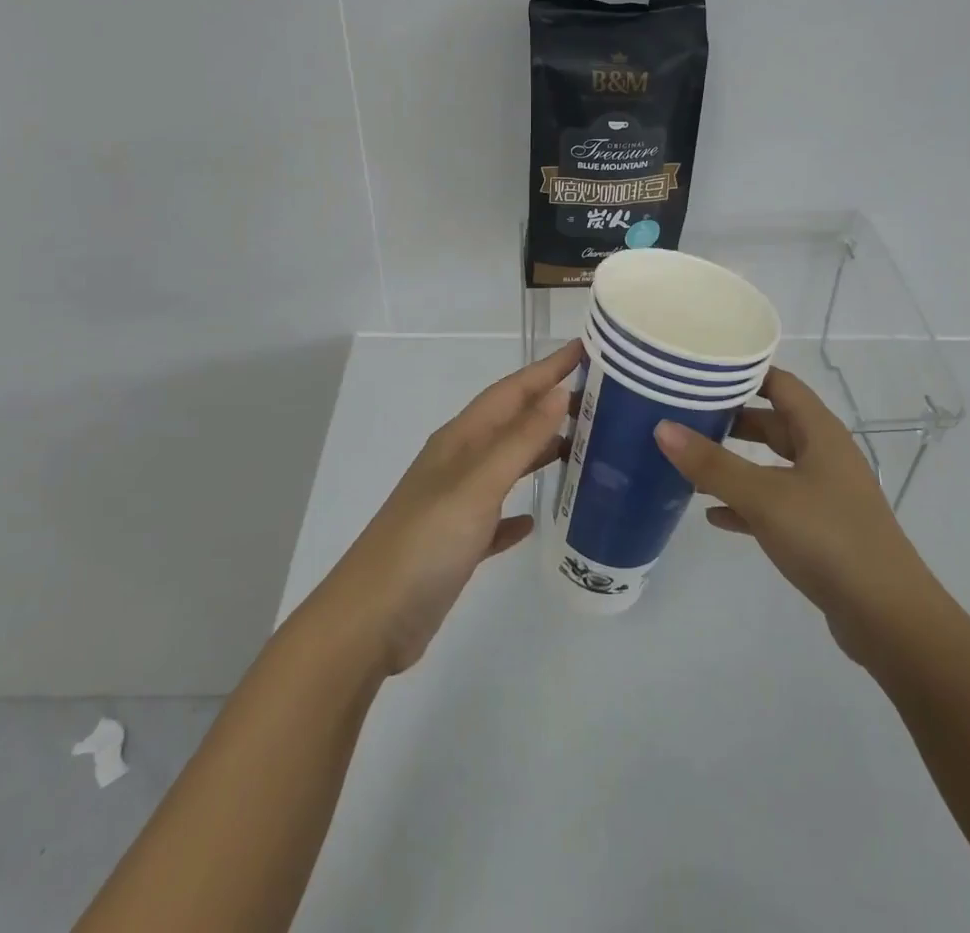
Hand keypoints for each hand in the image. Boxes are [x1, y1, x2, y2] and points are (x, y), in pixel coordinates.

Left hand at [317, 340, 582, 675]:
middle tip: (598, 399)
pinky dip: (517, 510)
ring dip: (539, 451)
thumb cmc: (426, 542)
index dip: (548, 368)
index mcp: (461, 441)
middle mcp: (458, 464)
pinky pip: (495, 516)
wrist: (371, 621)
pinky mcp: (457, 545)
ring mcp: (455, 505)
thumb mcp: (478, 484)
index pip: (512, 391)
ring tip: (582, 447)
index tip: (587, 348)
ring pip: (506, 465)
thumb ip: (520, 439)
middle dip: (549, 405)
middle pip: (511, 422)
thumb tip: (559, 393)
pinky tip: (535, 518)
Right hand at [654, 367, 934, 669]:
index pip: (780, 384)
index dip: (744, 373)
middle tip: (686, 415)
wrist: (888, 618)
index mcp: (820, 432)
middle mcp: (825, 455)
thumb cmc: (828, 538)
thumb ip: (712, 464)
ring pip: (772, 466)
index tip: (701, 370)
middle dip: (732, 419)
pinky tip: (713, 515)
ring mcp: (824, 494)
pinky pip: (774, 505)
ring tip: (690, 463)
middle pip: (773, 423)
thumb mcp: (764, 496)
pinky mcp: (820, 531)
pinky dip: (745, 504)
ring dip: (735, 464)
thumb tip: (662, 427)